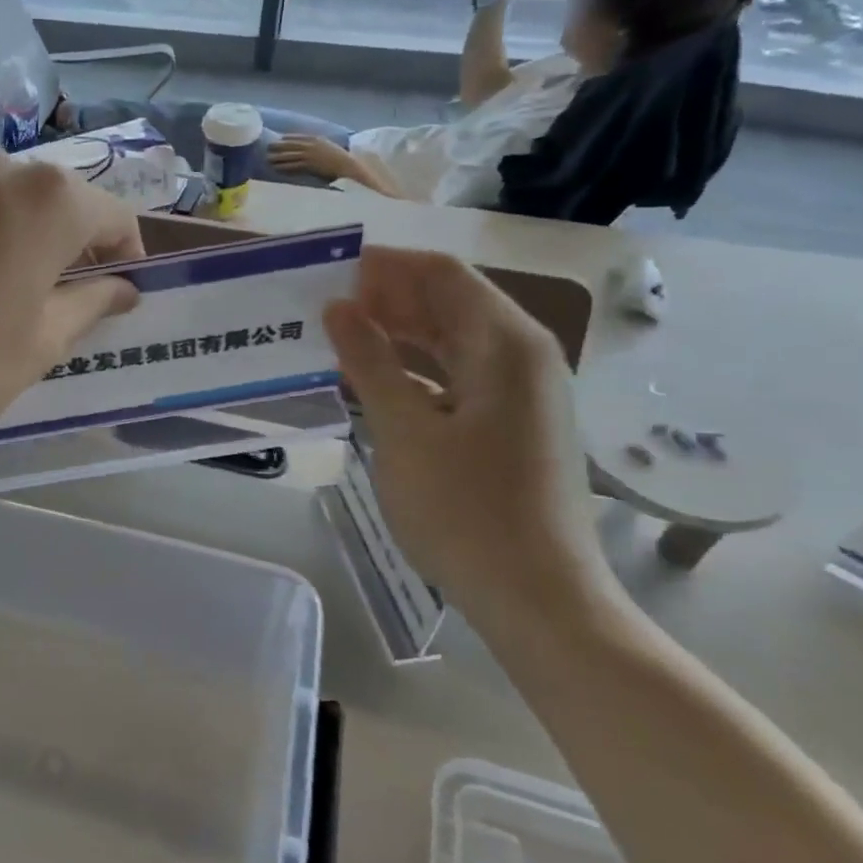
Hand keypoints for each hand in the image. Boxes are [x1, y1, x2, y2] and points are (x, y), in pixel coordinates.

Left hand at [0, 150, 141, 452]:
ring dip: (9, 234)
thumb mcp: (40, 344)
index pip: (113, 217)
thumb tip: (124, 287)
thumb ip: (92, 305)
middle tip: (53, 295)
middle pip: (53, 201)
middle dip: (65, 243)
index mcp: (48, 200)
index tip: (118, 292)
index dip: (125, 255)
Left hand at [268, 135, 356, 182]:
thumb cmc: (340, 158)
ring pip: (290, 155)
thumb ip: (318, 144)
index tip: (280, 138)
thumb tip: (309, 146)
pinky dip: (284, 166)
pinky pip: (293, 165)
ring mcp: (309, 155)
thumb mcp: (328, 146)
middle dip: (279, 145)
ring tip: (268, 159)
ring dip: (278, 157)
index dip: (288, 138)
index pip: (299, 136)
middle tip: (268, 147)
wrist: (348, 165)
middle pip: (291, 144)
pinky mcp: (309, 165)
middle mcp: (311, 145)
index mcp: (317, 138)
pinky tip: (277, 168)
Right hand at [324, 247, 610, 640]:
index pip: (442, 273)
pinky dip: (416, 366)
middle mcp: (522, 355)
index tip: (329, 271)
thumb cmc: (465, 510)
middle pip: (450, 300)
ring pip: (453, 338)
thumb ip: (369, 361)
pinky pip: (458, 373)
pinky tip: (374, 379)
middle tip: (324, 305)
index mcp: (505, 344)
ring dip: (399, 331)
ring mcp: (522, 391)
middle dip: (388, 296)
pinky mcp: (512, 423)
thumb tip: (338, 307)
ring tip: (339, 336)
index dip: (385, 265)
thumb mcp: (404, 430)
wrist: (538, 597)